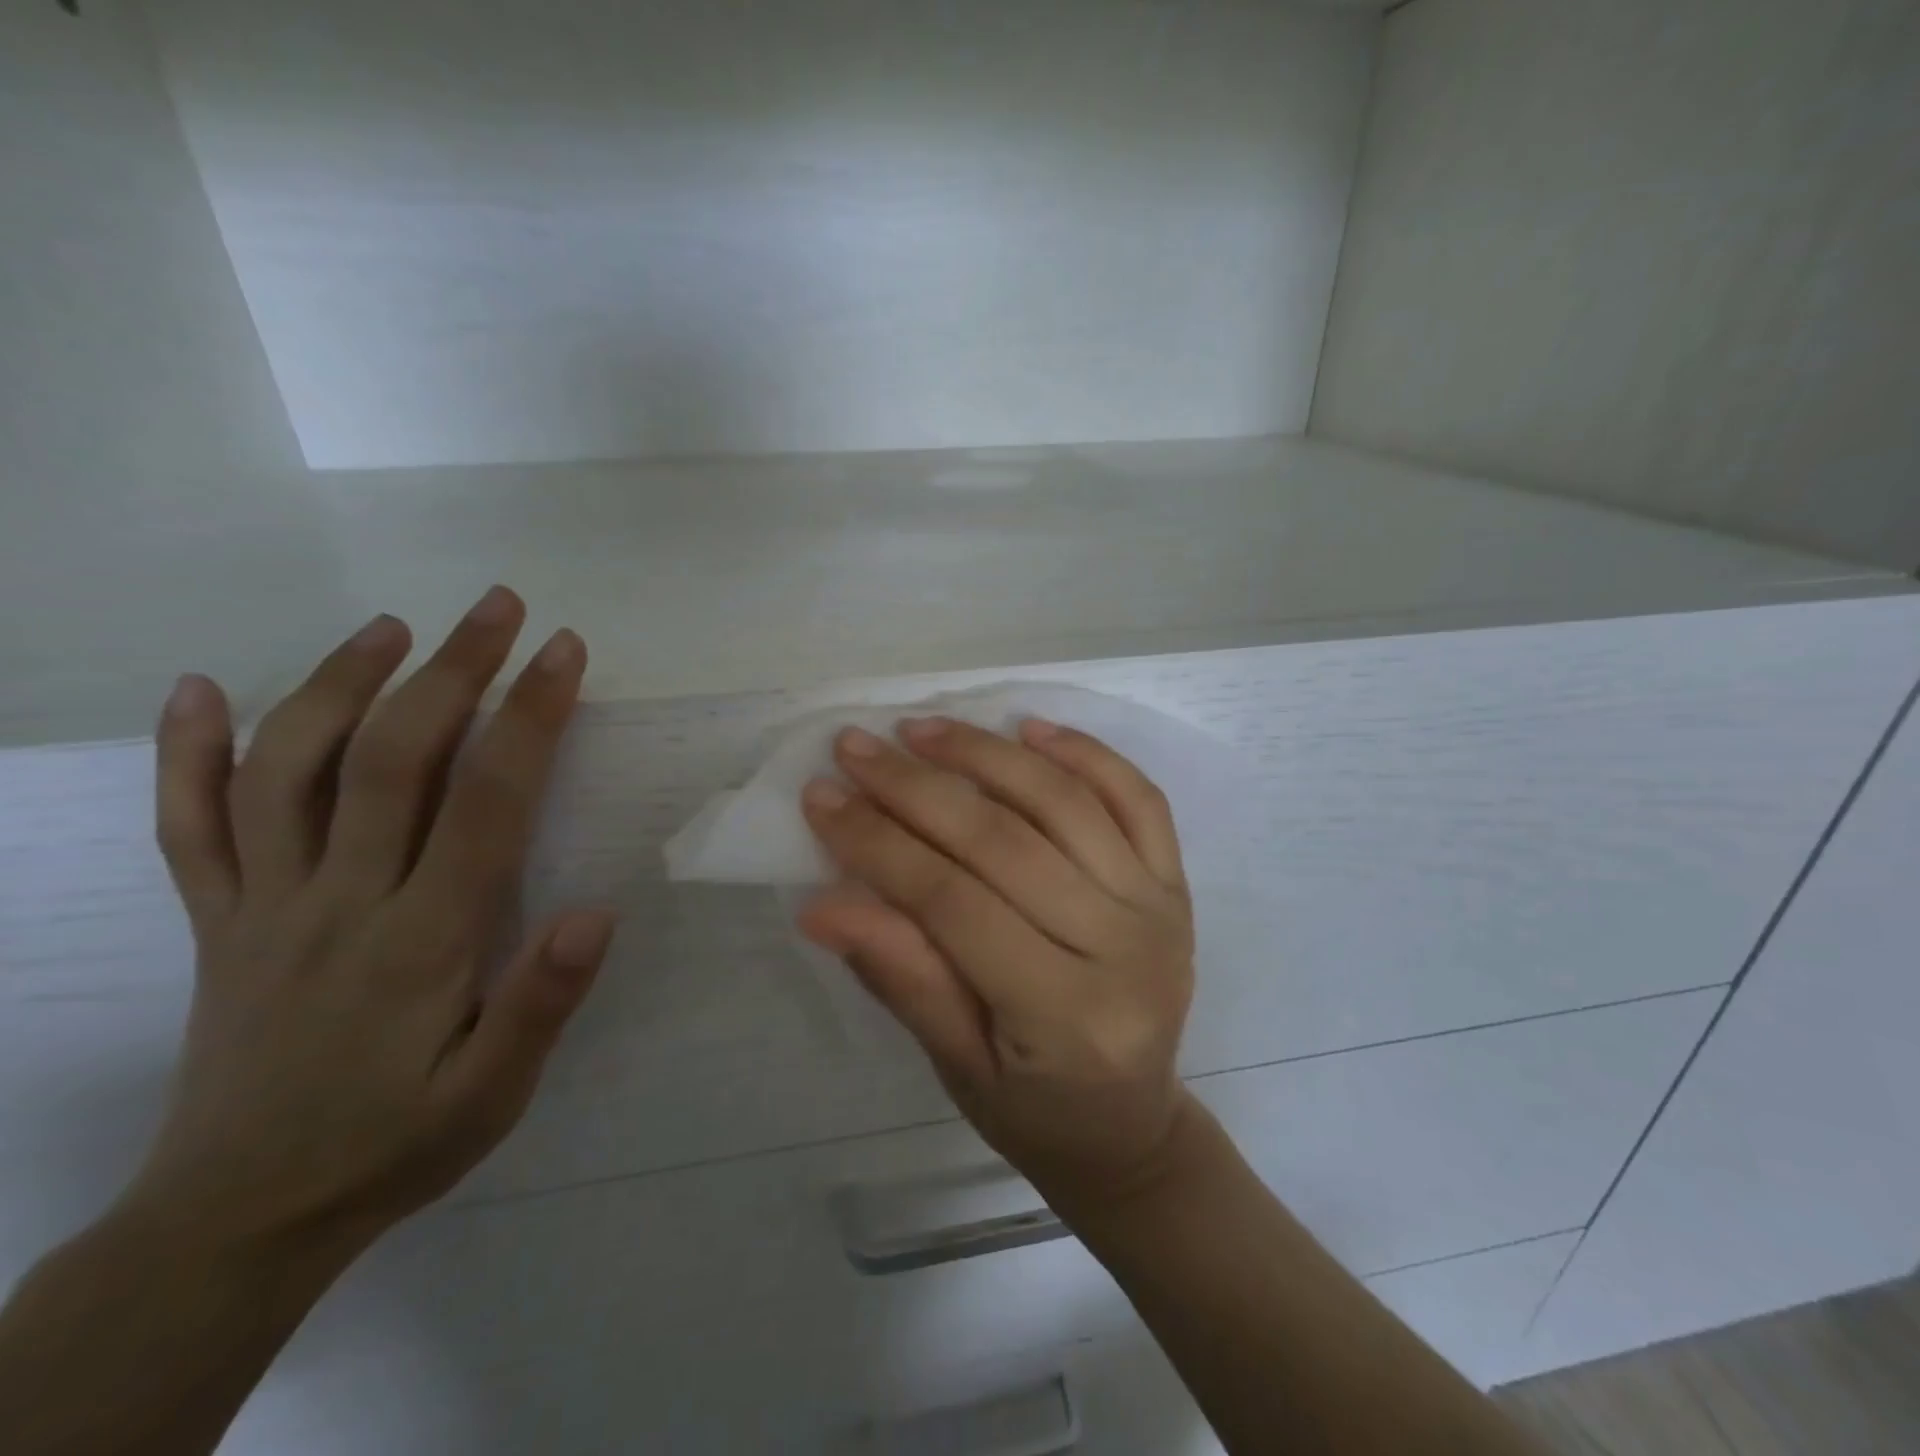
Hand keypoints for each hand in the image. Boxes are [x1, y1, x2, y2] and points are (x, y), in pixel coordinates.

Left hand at [129, 586, 614, 1258]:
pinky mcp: (216, 923)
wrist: (235, 1222)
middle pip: (391, 759)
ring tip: (391, 628)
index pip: (485, 800)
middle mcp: (337, 902)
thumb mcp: (491, 1095)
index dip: (528, 717)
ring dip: (337, 683)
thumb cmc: (393, 1145)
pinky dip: (186, 754)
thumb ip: (540, 1004)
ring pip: (286, 770)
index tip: (562, 652)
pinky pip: (190, 828)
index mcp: (420, 939)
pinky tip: (196, 693)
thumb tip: (596, 912)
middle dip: (452, 670)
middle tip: (498, 607)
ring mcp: (263, 906)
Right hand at [797, 717, 1197, 1214]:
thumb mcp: (954, 1065)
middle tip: (855, 747)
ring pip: (1066, 803)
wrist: (1133, 1128)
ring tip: (922, 729)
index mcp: (1065, 1016)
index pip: (954, 904)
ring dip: (988, 753)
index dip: (880, 846)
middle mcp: (1124, 949)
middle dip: (918, 788)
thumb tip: (822, 903)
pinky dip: (1084, 752)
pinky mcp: (1175, 882)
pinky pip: (1137, 797)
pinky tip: (1028, 728)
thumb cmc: (1034, 1111)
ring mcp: (1159, 906)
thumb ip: (900, 977)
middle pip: (1006, 842)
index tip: (822, 797)